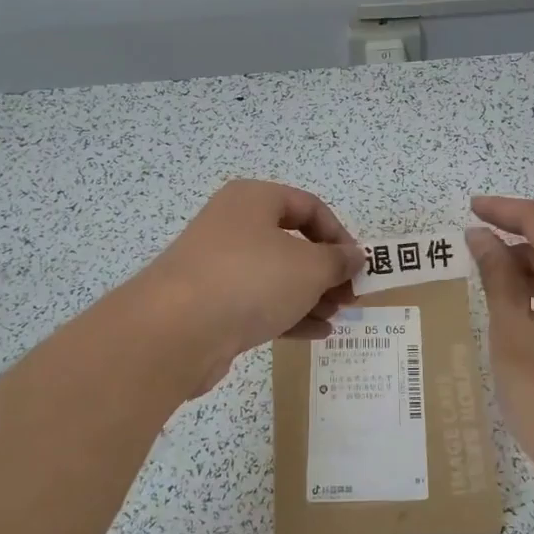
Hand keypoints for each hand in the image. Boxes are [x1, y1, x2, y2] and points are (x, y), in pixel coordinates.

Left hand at [137, 180, 363, 394]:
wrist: (176, 330)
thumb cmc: (251, 280)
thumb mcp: (309, 267)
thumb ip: (338, 260)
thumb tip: (355, 256)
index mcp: (253, 200)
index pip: (308, 206)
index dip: (339, 234)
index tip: (357, 264)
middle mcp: (233, 226)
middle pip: (291, 243)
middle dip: (326, 270)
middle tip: (349, 295)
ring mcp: (218, 266)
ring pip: (275, 275)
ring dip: (311, 295)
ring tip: (338, 316)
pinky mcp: (210, 304)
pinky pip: (258, 303)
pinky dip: (288, 314)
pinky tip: (317, 333)